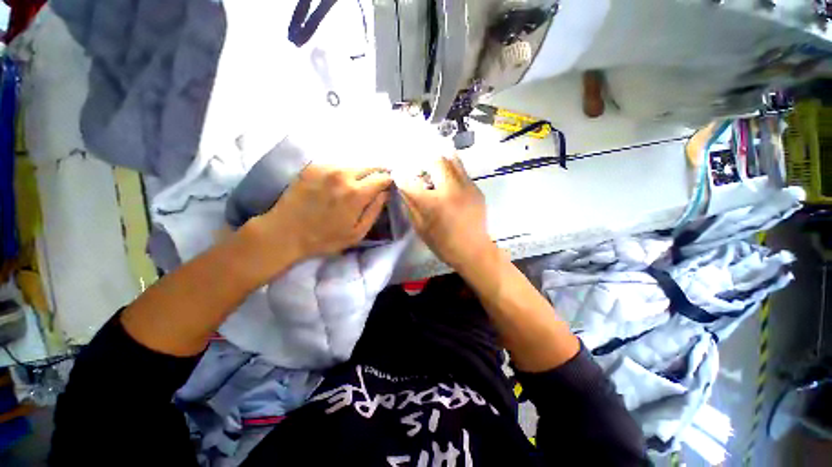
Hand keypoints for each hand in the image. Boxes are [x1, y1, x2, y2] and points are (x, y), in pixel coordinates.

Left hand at [251, 164, 391, 262]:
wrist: (285, 232)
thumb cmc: (324, 238)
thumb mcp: (357, 233)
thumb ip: (374, 210)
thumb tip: (386, 193)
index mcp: (356, 193)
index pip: (383, 177)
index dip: (389, 181)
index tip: (390, 187)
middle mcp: (343, 174)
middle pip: (370, 166)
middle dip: (378, 174)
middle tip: (378, 184)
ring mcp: (326, 168)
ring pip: (354, 164)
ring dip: (361, 173)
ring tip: (358, 185)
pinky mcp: (313, 167)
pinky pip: (337, 165)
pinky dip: (344, 173)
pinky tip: (339, 184)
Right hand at [397, 154, 495, 269]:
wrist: (473, 250)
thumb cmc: (443, 244)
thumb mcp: (420, 227)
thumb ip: (410, 204)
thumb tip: (404, 187)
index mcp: (433, 203)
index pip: (410, 181)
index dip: (401, 176)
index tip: (399, 175)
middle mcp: (451, 189)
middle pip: (436, 160)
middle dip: (424, 164)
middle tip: (422, 173)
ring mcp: (467, 186)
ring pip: (452, 160)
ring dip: (440, 163)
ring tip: (436, 173)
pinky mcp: (476, 189)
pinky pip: (461, 172)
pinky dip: (452, 172)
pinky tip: (449, 185)